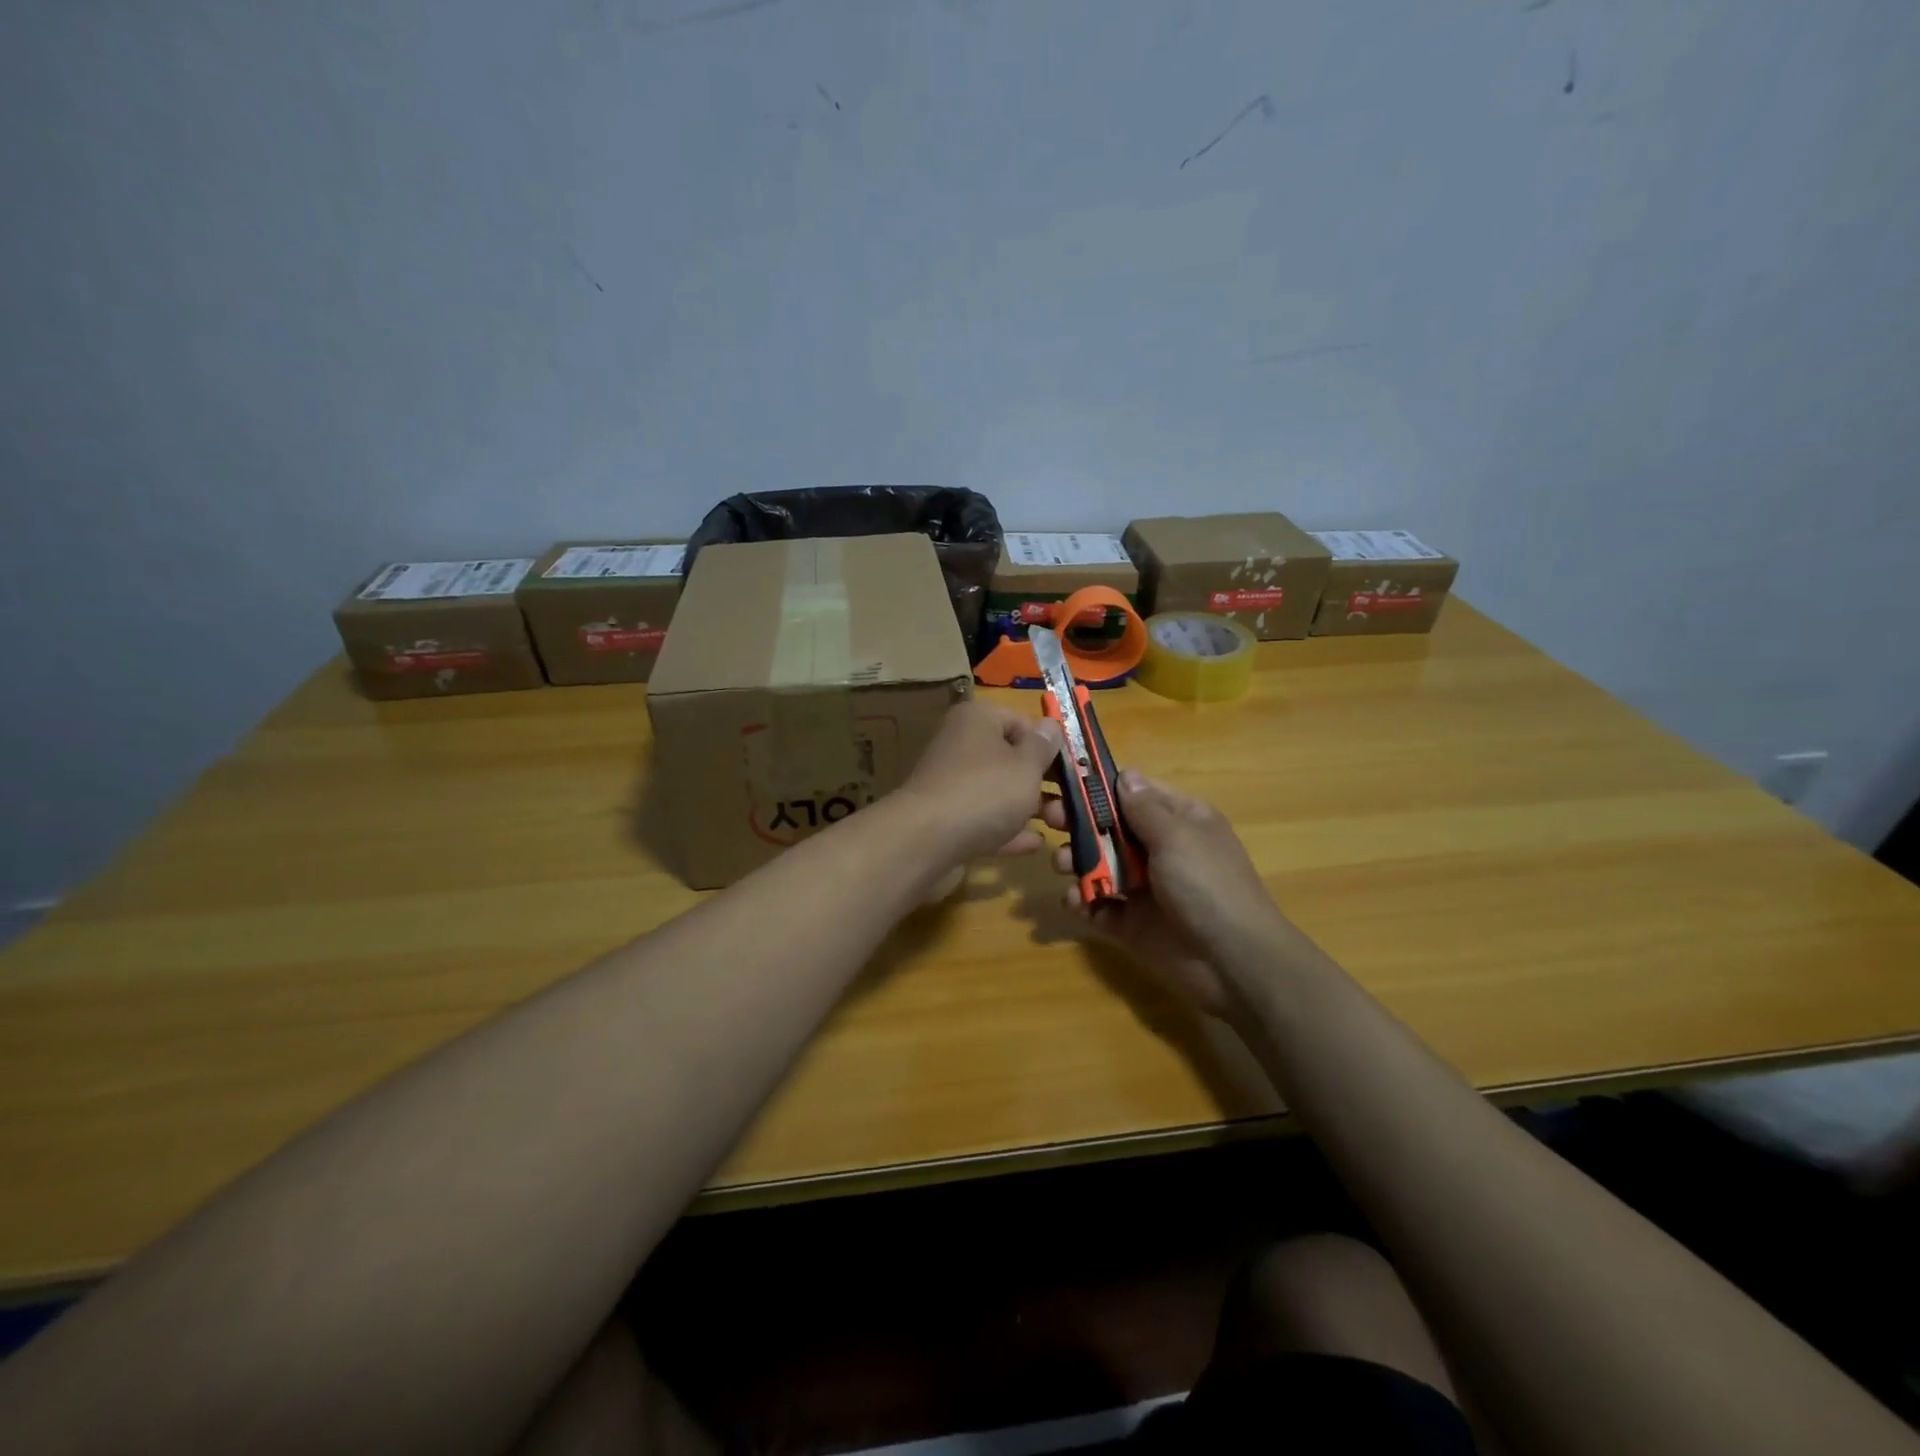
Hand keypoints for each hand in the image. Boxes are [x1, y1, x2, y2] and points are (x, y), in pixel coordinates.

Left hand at [893, 699, 1064, 868]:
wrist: (926, 842)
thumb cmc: (985, 791)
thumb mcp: (1027, 765)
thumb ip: (1043, 746)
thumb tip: (1050, 725)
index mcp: (977, 720)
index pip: (1021, 721)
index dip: (1050, 744)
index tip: (1075, 768)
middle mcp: (961, 746)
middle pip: (1011, 759)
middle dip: (1045, 782)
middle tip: (1074, 802)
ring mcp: (952, 785)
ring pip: (999, 792)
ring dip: (1031, 808)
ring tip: (1062, 826)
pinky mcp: (947, 821)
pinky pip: (985, 821)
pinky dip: (1009, 830)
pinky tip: (1036, 844)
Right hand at [1045, 770, 1288, 1018]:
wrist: (1233, 962)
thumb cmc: (1208, 885)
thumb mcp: (1178, 836)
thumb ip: (1144, 807)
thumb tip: (1124, 775)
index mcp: (1180, 821)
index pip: (1136, 793)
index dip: (1102, 787)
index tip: (1066, 781)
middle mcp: (1160, 850)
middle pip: (1111, 828)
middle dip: (1079, 822)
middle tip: (1048, 818)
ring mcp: (1145, 888)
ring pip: (1100, 866)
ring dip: (1076, 861)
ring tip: (1061, 865)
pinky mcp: (1132, 924)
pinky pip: (1099, 906)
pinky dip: (1082, 901)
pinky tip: (1073, 900)